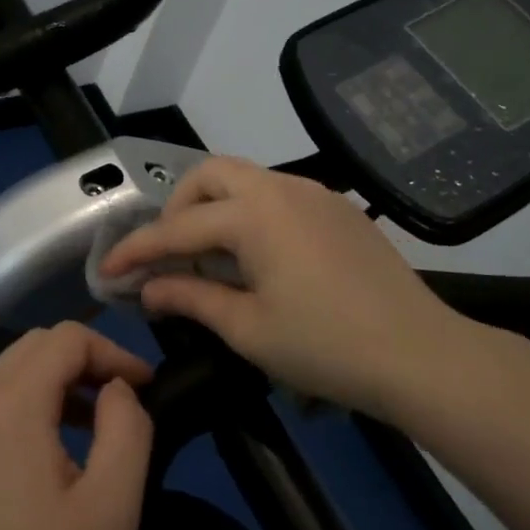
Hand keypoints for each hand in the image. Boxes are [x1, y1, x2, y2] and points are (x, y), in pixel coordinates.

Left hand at [0, 322, 153, 529]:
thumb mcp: (112, 509)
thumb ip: (128, 429)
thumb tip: (116, 390)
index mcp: (10, 407)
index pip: (65, 339)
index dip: (112, 351)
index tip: (144, 388)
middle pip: (30, 349)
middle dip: (82, 361)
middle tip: (119, 400)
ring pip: (4, 381)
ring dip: (52, 388)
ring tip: (89, 431)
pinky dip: (21, 416)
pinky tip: (40, 468)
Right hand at [100, 156, 476, 417]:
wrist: (422, 354)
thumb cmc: (327, 346)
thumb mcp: (248, 329)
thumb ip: (191, 300)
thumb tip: (147, 290)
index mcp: (255, 214)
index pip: (177, 228)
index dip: (137, 250)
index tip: (107, 271)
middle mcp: (282, 188)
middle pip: (211, 175)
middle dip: (177, 208)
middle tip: (168, 254)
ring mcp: (315, 193)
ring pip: (246, 179)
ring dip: (214, 207)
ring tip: (207, 256)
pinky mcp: (338, 208)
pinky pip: (278, 194)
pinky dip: (249, 213)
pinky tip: (255, 255)